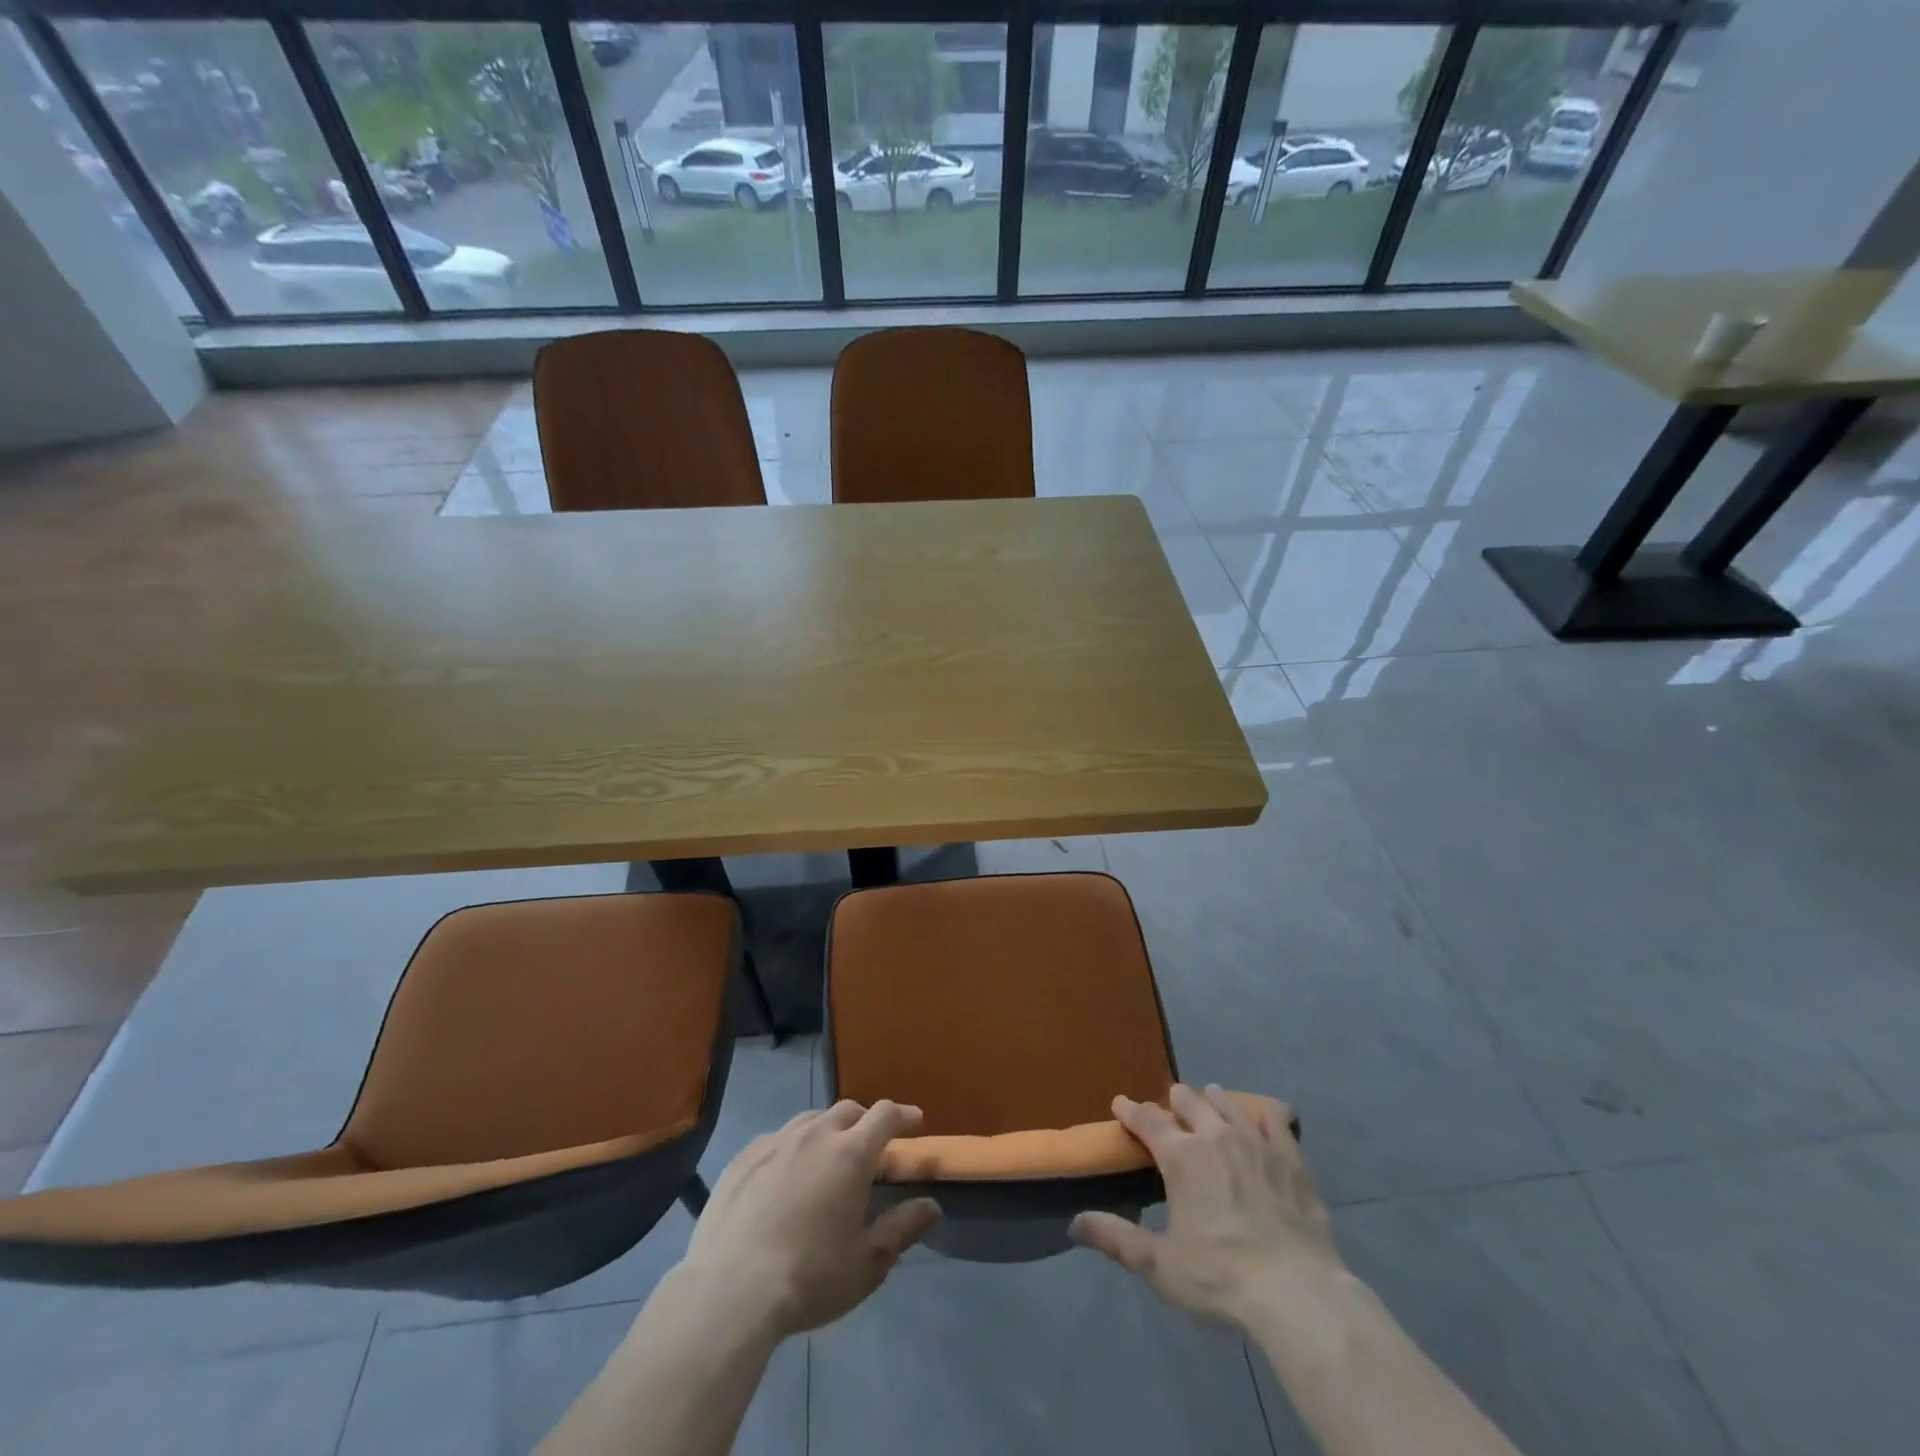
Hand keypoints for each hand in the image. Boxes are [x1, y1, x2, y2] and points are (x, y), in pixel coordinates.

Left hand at [681, 1100, 941, 1338]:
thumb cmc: (810, 1278)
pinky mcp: (743, 1158)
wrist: (730, 1291)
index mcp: (852, 1153)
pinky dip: (792, 1148)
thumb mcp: (867, 1263)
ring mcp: (775, 1141)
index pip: (886, 1115)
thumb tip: (932, 1206)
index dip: (903, 1115)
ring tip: (828, 1158)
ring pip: (810, 1120)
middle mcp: (816, 1134)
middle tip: (871, 1147)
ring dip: (827, 1131)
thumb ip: (902, 1229)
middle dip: (865, 1122)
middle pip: (848, 1111)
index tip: (914, 1122)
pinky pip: (777, 1139)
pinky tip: (785, 1175)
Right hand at [1071, 1084, 1340, 1330]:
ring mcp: (1256, 1143)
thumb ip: (1117, 1239)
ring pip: (1228, 1104)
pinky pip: (1276, 1120)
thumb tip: (1074, 1223)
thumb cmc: (1221, 1277)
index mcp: (1180, 1156)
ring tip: (1209, 1097)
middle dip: (1174, 1099)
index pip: (1147, 1119)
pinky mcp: (1291, 1158)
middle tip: (1169, 1103)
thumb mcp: (1160, 1265)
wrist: (1298, 1293)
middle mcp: (1215, 1136)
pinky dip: (1265, 1112)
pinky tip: (1265, 1113)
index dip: (1130, 1109)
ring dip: (1213, 1099)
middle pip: (1188, 1101)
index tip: (1119, 1102)